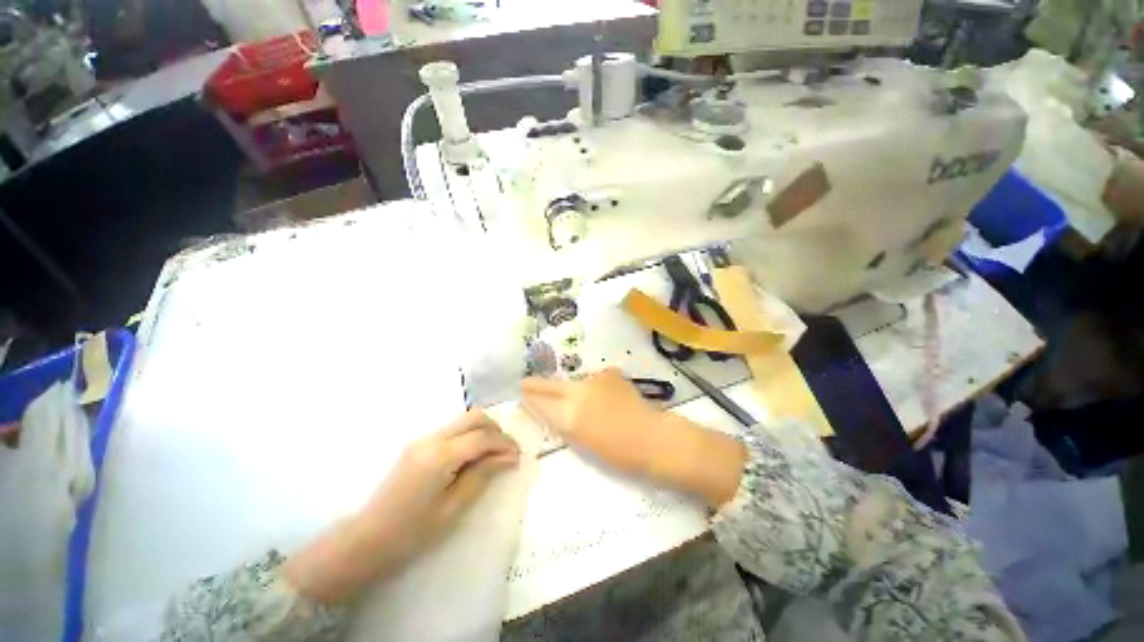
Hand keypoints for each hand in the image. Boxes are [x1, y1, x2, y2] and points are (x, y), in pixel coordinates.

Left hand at [283, 411, 518, 603]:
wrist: (366, 541)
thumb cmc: (412, 532)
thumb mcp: (453, 507)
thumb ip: (482, 475)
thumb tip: (509, 457)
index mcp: (440, 455)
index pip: (482, 437)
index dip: (504, 443)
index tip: (518, 455)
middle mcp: (432, 439)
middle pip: (473, 417)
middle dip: (495, 429)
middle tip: (506, 451)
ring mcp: (422, 440)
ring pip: (463, 421)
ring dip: (483, 431)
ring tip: (492, 455)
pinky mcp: (418, 445)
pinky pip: (452, 431)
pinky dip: (469, 436)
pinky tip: (473, 457)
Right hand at [521, 368, 663, 474]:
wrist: (652, 437)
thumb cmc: (618, 452)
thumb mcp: (584, 443)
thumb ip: (566, 424)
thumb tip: (554, 412)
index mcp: (570, 416)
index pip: (541, 403)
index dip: (529, 398)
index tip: (521, 394)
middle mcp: (578, 393)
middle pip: (551, 386)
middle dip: (536, 385)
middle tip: (525, 384)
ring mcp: (594, 381)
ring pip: (573, 382)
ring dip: (567, 387)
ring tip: (572, 397)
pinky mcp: (610, 375)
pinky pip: (593, 380)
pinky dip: (592, 386)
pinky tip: (601, 395)